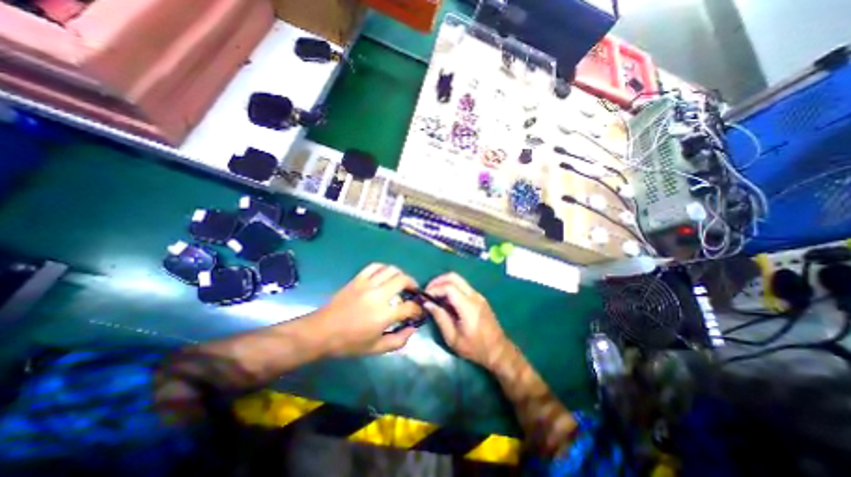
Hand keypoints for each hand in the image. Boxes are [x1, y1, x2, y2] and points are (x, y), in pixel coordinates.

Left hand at [309, 265, 421, 356]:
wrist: (322, 332)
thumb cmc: (349, 343)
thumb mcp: (376, 348)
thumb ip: (398, 340)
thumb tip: (413, 329)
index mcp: (384, 315)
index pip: (410, 306)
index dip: (418, 309)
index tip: (418, 311)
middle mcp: (378, 295)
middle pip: (403, 280)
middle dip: (413, 285)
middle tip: (413, 291)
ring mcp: (367, 284)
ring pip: (391, 270)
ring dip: (400, 274)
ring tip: (401, 282)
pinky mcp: (357, 279)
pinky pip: (374, 266)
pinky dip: (384, 268)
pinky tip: (385, 275)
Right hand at [424, 271, 506, 367]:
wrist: (498, 350)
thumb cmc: (475, 348)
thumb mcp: (453, 339)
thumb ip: (440, 318)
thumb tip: (427, 304)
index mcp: (468, 306)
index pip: (449, 287)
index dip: (434, 289)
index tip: (425, 297)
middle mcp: (474, 296)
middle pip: (454, 277)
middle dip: (438, 281)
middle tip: (428, 291)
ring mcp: (478, 295)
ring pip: (458, 279)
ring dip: (444, 283)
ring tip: (434, 296)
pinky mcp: (479, 298)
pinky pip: (462, 286)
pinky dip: (451, 287)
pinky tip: (445, 300)